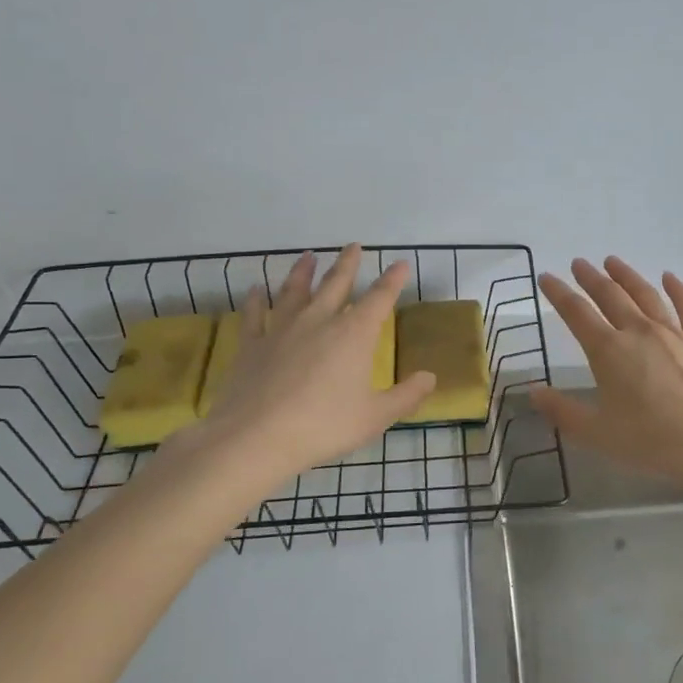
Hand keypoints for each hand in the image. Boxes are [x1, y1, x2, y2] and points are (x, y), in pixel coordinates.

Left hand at [176, 246, 435, 485]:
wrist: (255, 437)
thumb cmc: (324, 426)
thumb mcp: (375, 417)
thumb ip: (406, 396)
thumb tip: (430, 377)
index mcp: (354, 334)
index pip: (379, 299)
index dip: (392, 280)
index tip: (400, 264)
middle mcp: (319, 321)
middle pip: (336, 284)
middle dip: (347, 264)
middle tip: (353, 245)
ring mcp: (281, 329)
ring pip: (294, 290)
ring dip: (302, 272)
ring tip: (307, 256)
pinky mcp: (251, 344)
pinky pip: (254, 314)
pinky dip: (255, 300)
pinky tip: (254, 290)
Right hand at [531, 257, 682, 486]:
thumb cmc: (650, 441)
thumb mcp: (597, 433)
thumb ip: (562, 411)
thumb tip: (533, 392)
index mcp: (609, 351)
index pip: (576, 313)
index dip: (559, 293)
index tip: (547, 277)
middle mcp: (639, 332)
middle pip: (610, 296)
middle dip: (591, 277)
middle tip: (579, 263)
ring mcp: (674, 334)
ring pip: (646, 294)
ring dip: (627, 276)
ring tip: (613, 261)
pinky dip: (677, 289)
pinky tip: (669, 277)